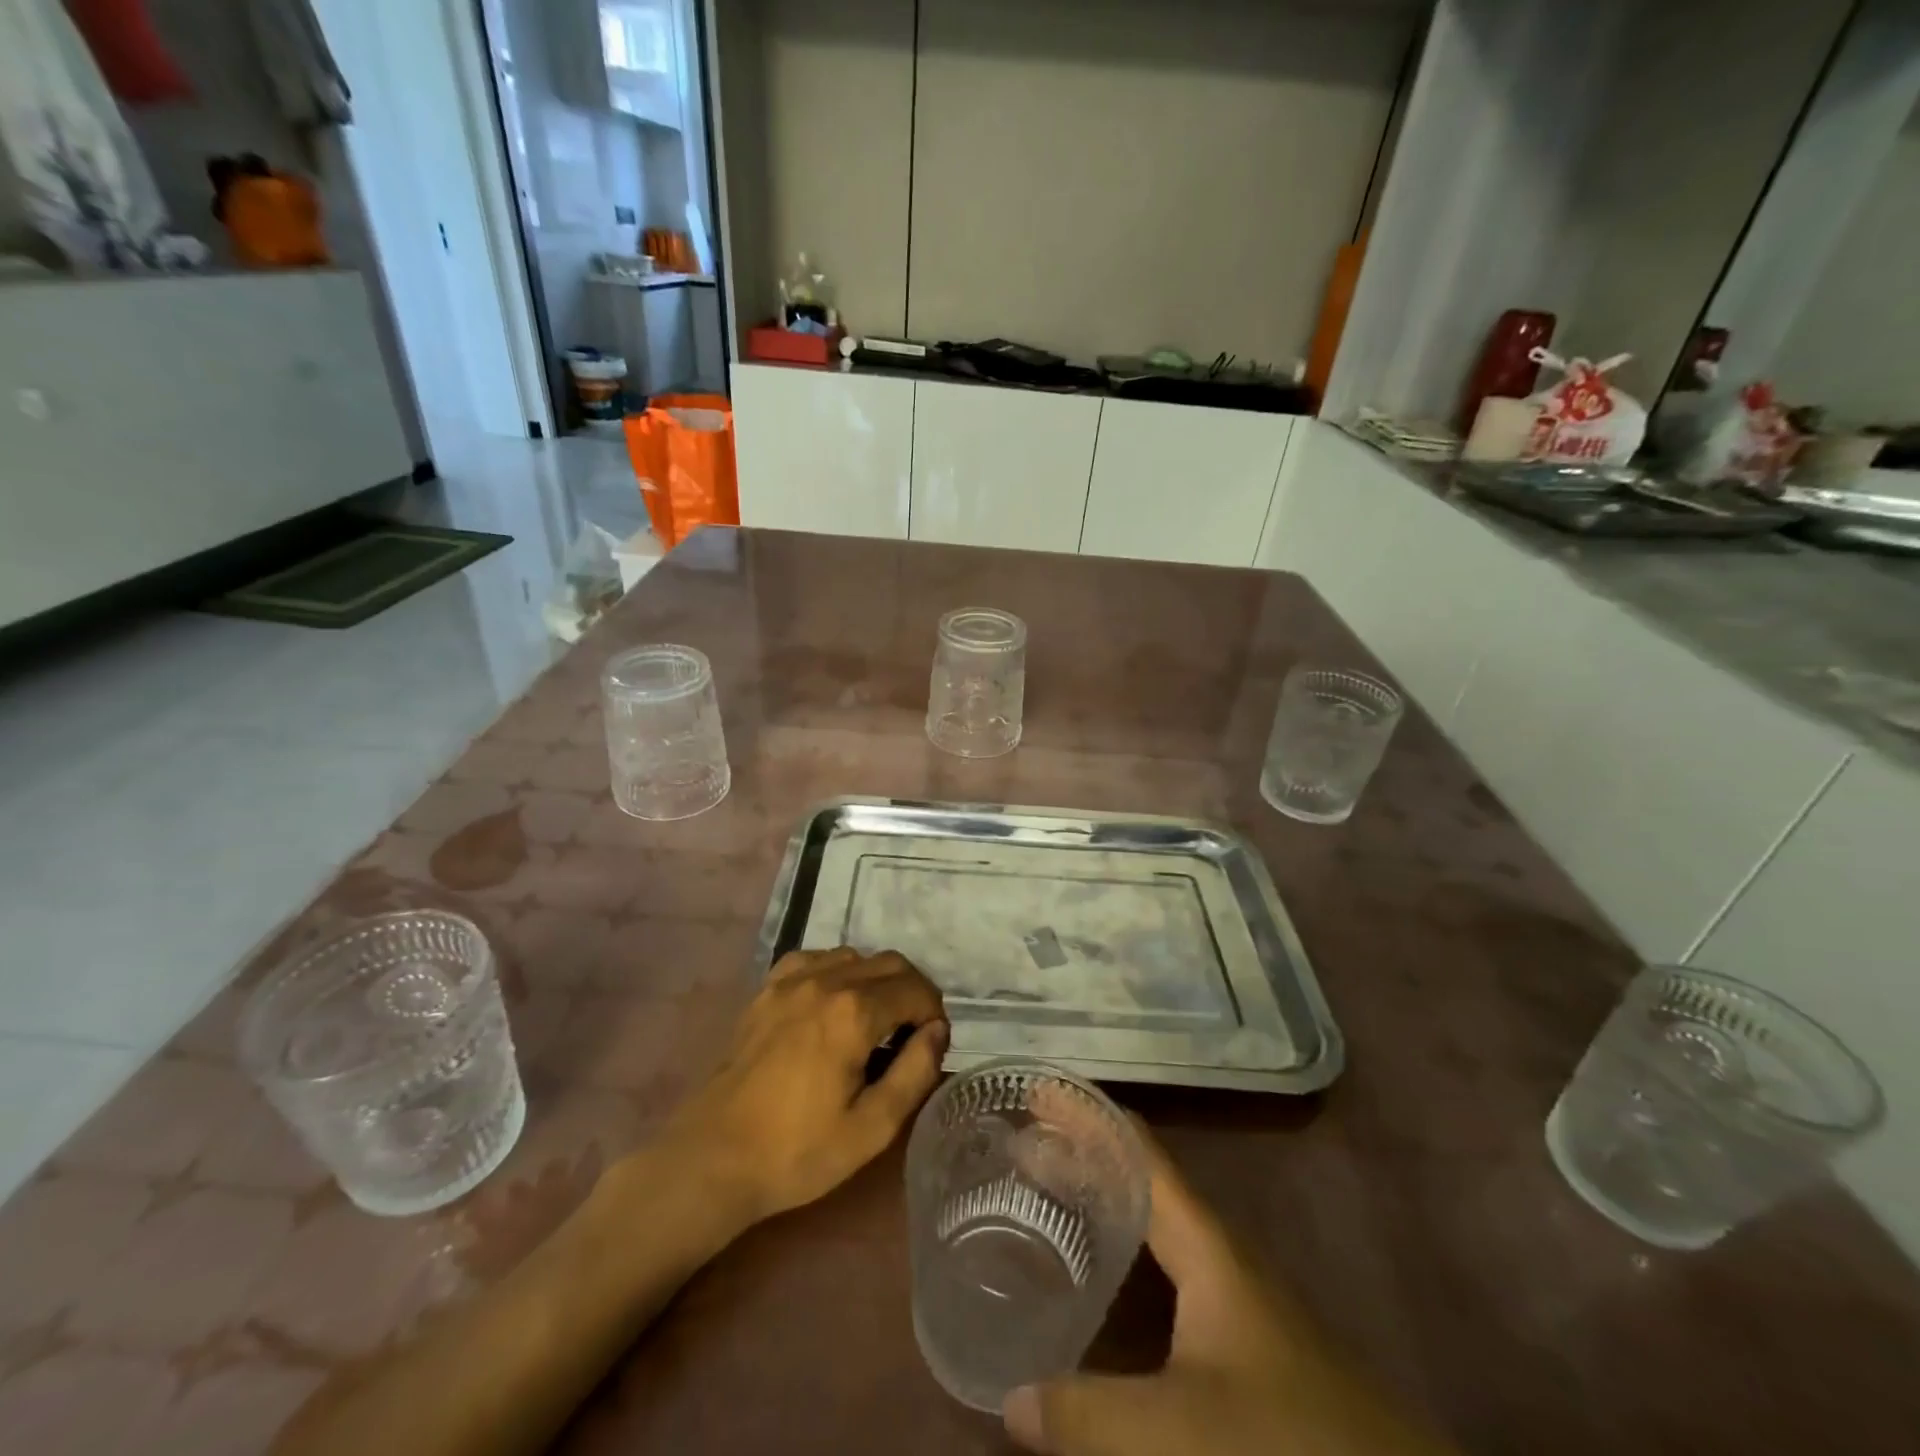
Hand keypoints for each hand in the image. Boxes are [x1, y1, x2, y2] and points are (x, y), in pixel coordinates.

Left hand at [663, 947, 947, 1223]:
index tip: (932, 1043)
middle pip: (890, 962)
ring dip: (877, 979)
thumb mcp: (872, 1127)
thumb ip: (915, 1072)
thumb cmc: (798, 1151)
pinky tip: (833, 1003)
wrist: (714, 1157)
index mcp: (854, 1013)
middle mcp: (826, 980)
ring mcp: (791, 979)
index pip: (915, 989)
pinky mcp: (767, 988)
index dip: (934, 1013)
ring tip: (875, 1020)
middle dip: (912, 991)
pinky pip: (816, 959)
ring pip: (855, 956)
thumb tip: (938, 1031)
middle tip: (913, 1031)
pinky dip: (838, 971)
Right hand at [1003, 1129, 1452, 1455]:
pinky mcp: (1245, 1345)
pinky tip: (1103, 1288)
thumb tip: (1009, 1398)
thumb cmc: (1287, 1445)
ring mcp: (1236, 1299)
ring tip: (1048, 1197)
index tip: (1037, 1090)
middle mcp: (1220, 1255)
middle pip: (1144, 1180)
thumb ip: (1088, 1415)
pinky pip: (1168, 1272)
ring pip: (1158, 1227)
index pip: (1139, 1151)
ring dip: (1105, 1202)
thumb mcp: (1177, 1436)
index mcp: (1206, 1244)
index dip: (1088, 1115)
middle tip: (1023, 1144)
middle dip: (1085, 1154)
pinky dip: (1126, 1255)